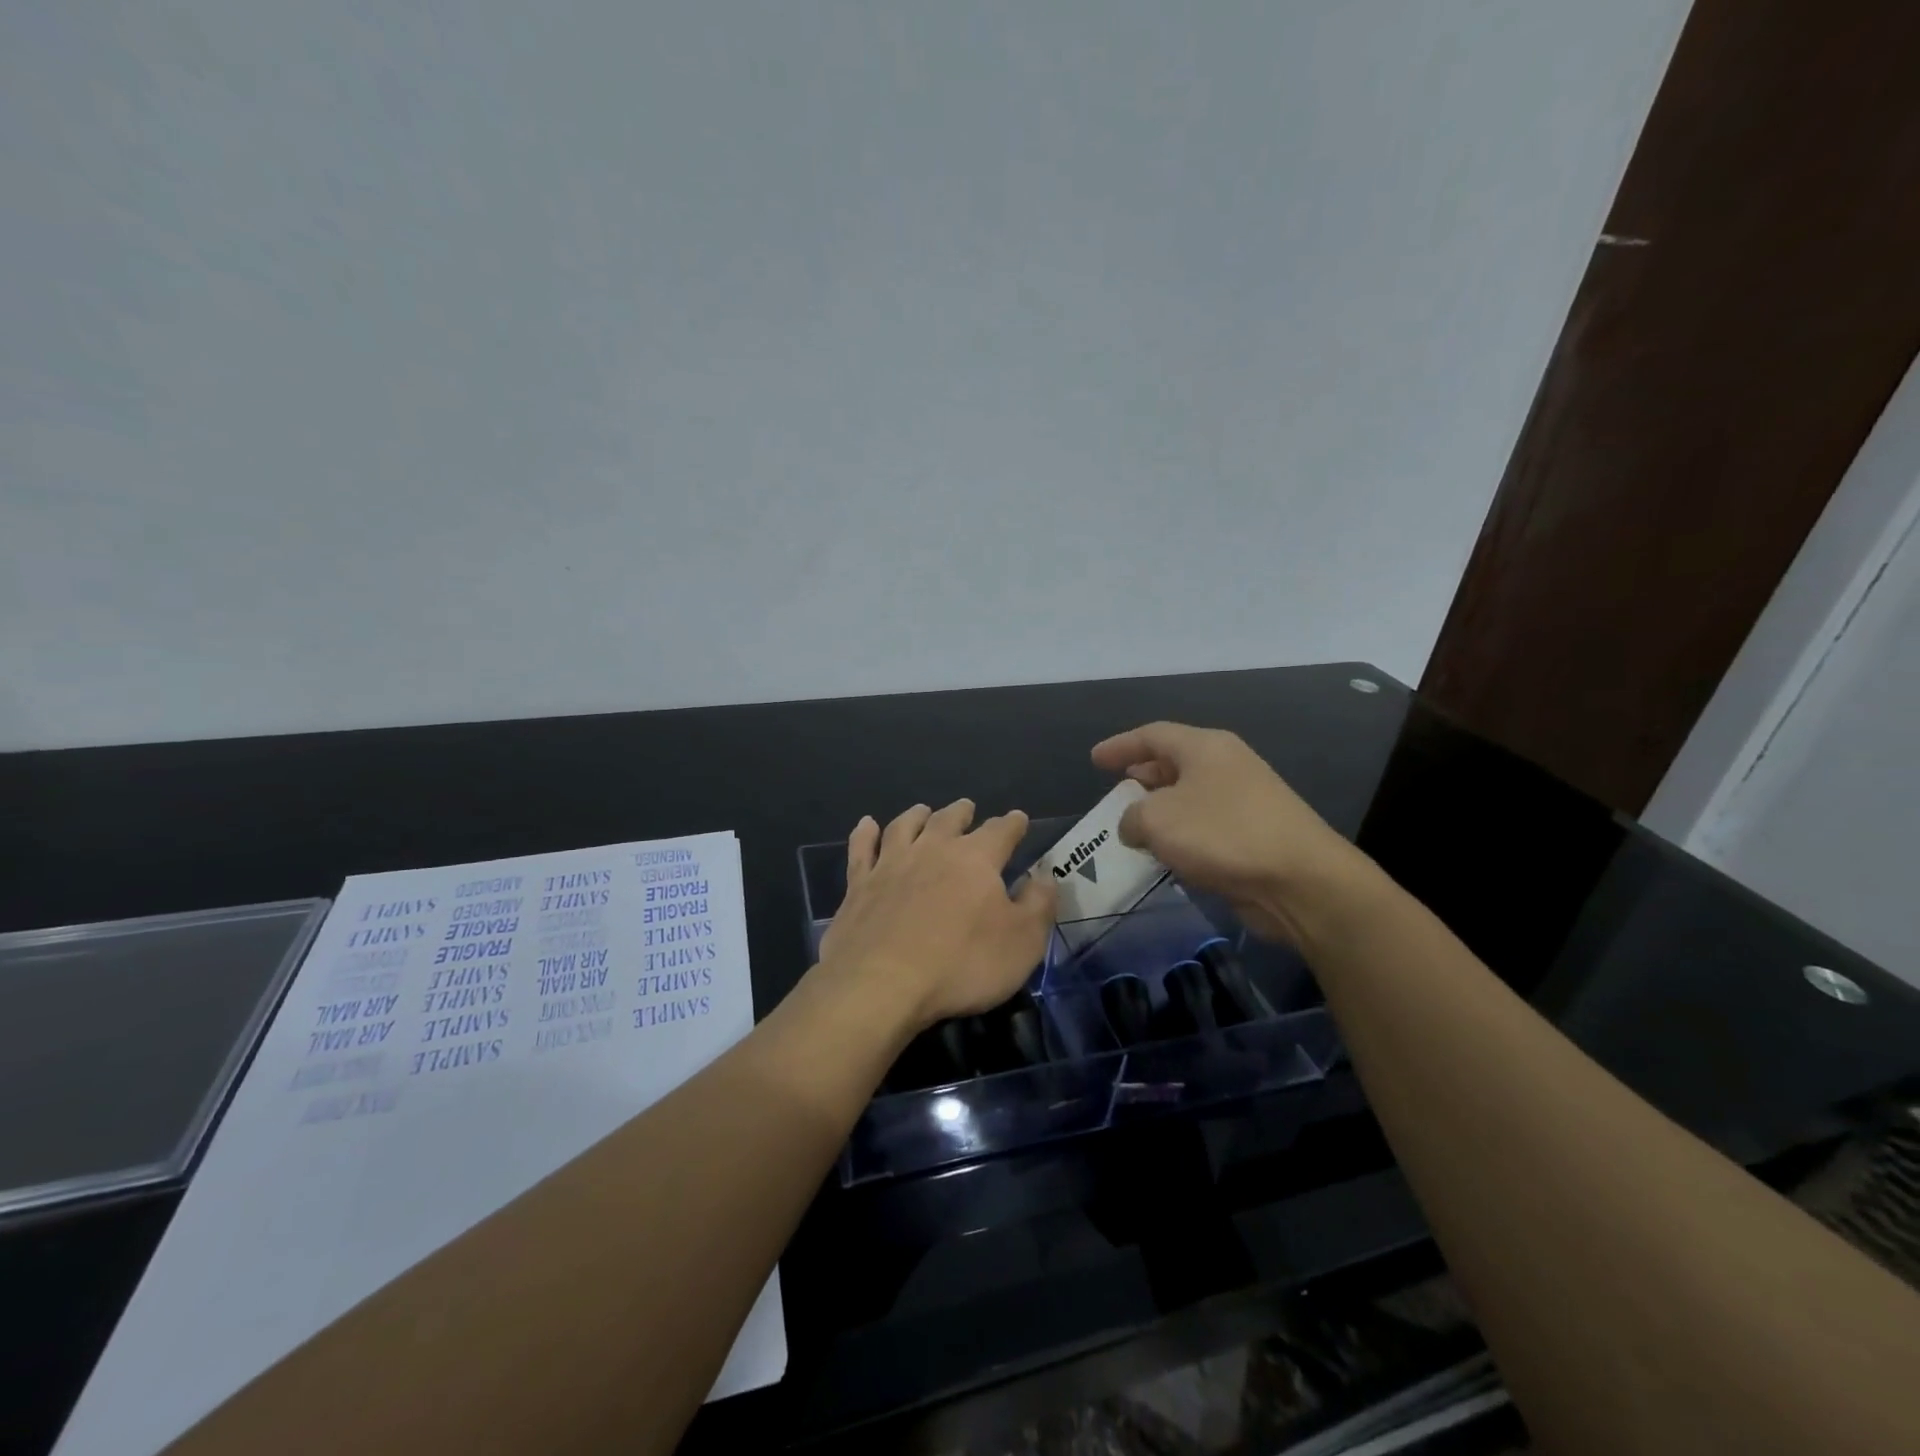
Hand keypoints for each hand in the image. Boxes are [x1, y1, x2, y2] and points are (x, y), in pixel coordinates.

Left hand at [817, 799, 1057, 1031]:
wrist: (882, 984)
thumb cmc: (962, 964)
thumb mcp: (1022, 942)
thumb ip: (1038, 905)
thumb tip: (1045, 877)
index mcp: (976, 859)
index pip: (1000, 831)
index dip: (1012, 824)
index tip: (1018, 819)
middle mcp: (932, 849)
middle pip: (949, 820)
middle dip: (962, 813)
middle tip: (967, 807)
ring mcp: (891, 864)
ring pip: (905, 826)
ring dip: (916, 815)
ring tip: (923, 810)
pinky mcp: (859, 885)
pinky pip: (861, 849)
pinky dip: (864, 833)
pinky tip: (866, 825)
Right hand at [1091, 722, 1375, 946]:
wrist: (1300, 881)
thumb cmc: (1222, 835)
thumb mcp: (1157, 820)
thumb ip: (1131, 818)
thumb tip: (1134, 826)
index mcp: (1205, 747)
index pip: (1153, 735)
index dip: (1120, 745)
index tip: (1095, 760)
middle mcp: (1227, 765)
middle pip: (1175, 761)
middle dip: (1143, 775)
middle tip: (1117, 790)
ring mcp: (1246, 799)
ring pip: (1191, 795)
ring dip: (1162, 809)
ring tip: (1136, 826)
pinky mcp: (1256, 834)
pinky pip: (1207, 824)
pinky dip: (1182, 834)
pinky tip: (1168, 853)